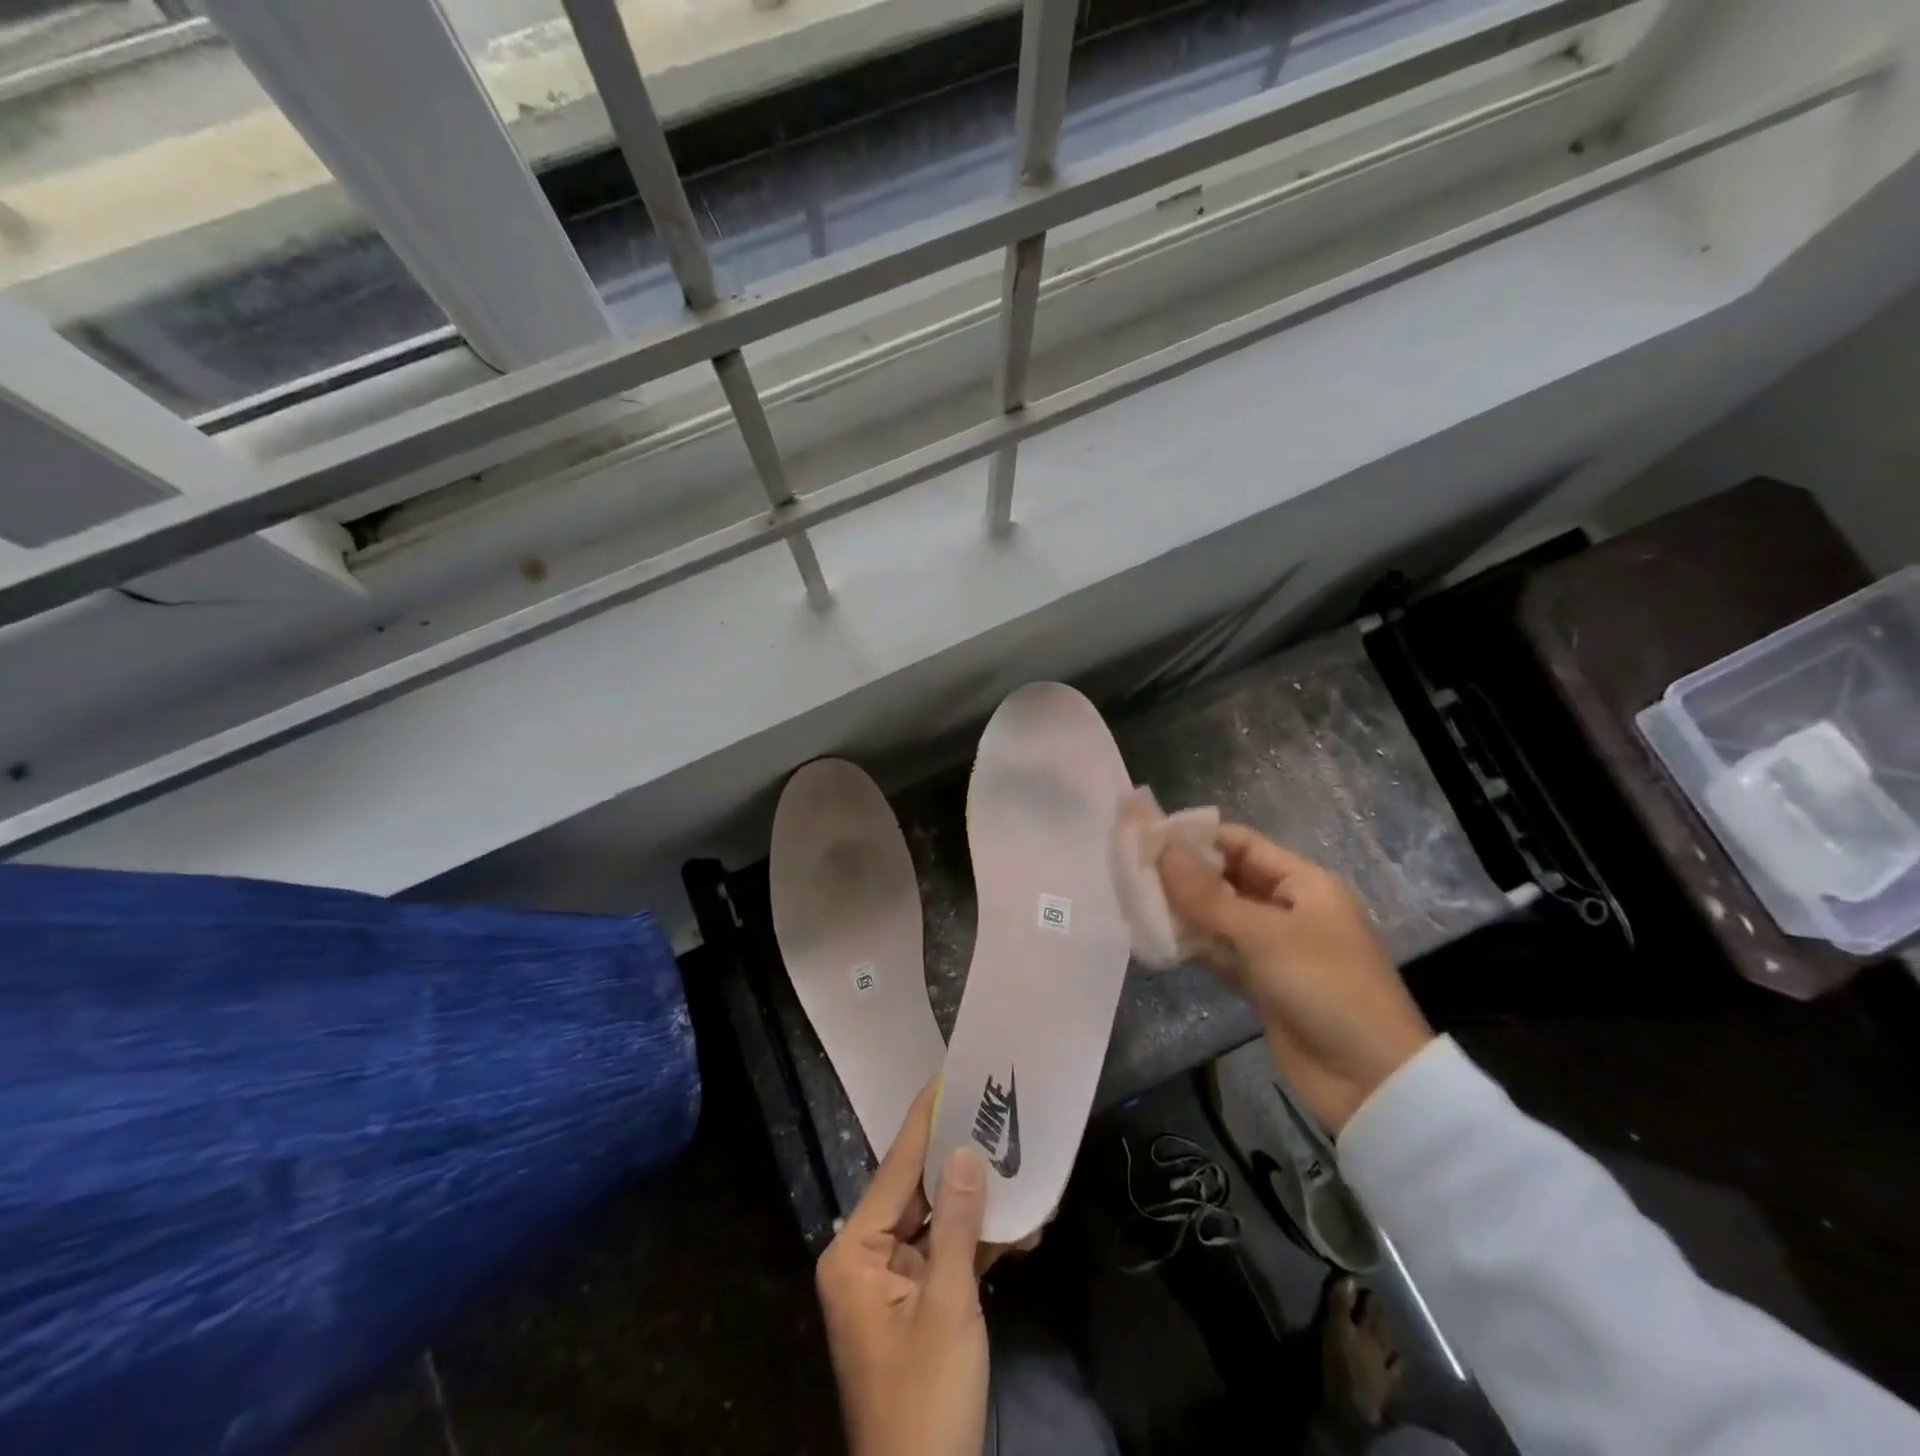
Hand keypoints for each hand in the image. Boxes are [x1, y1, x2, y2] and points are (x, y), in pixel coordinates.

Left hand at [816, 1080, 989, 1455]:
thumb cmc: (925, 1395)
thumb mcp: (946, 1306)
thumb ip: (955, 1224)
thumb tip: (966, 1151)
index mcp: (855, 1252)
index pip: (895, 1168)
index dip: (925, 1120)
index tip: (948, 1075)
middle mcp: (867, 1257)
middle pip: (916, 1191)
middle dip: (958, 1156)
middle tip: (992, 1109)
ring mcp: (892, 1282)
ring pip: (936, 1221)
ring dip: (977, 1201)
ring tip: (1014, 1154)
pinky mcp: (918, 1304)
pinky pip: (946, 1255)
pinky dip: (979, 1241)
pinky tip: (1019, 1222)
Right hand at [1158, 824, 1432, 1134]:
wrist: (1370, 1079)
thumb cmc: (1326, 987)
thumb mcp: (1265, 935)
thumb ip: (1208, 896)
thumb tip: (1163, 850)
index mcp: (1304, 883)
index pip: (1243, 844)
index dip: (1199, 838)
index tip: (1149, 838)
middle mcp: (1289, 908)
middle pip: (1229, 879)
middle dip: (1186, 875)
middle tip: (1134, 871)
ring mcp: (1275, 948)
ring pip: (1221, 917)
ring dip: (1185, 912)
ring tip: (1136, 902)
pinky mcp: (1263, 982)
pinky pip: (1222, 953)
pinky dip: (1195, 946)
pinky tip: (1158, 940)